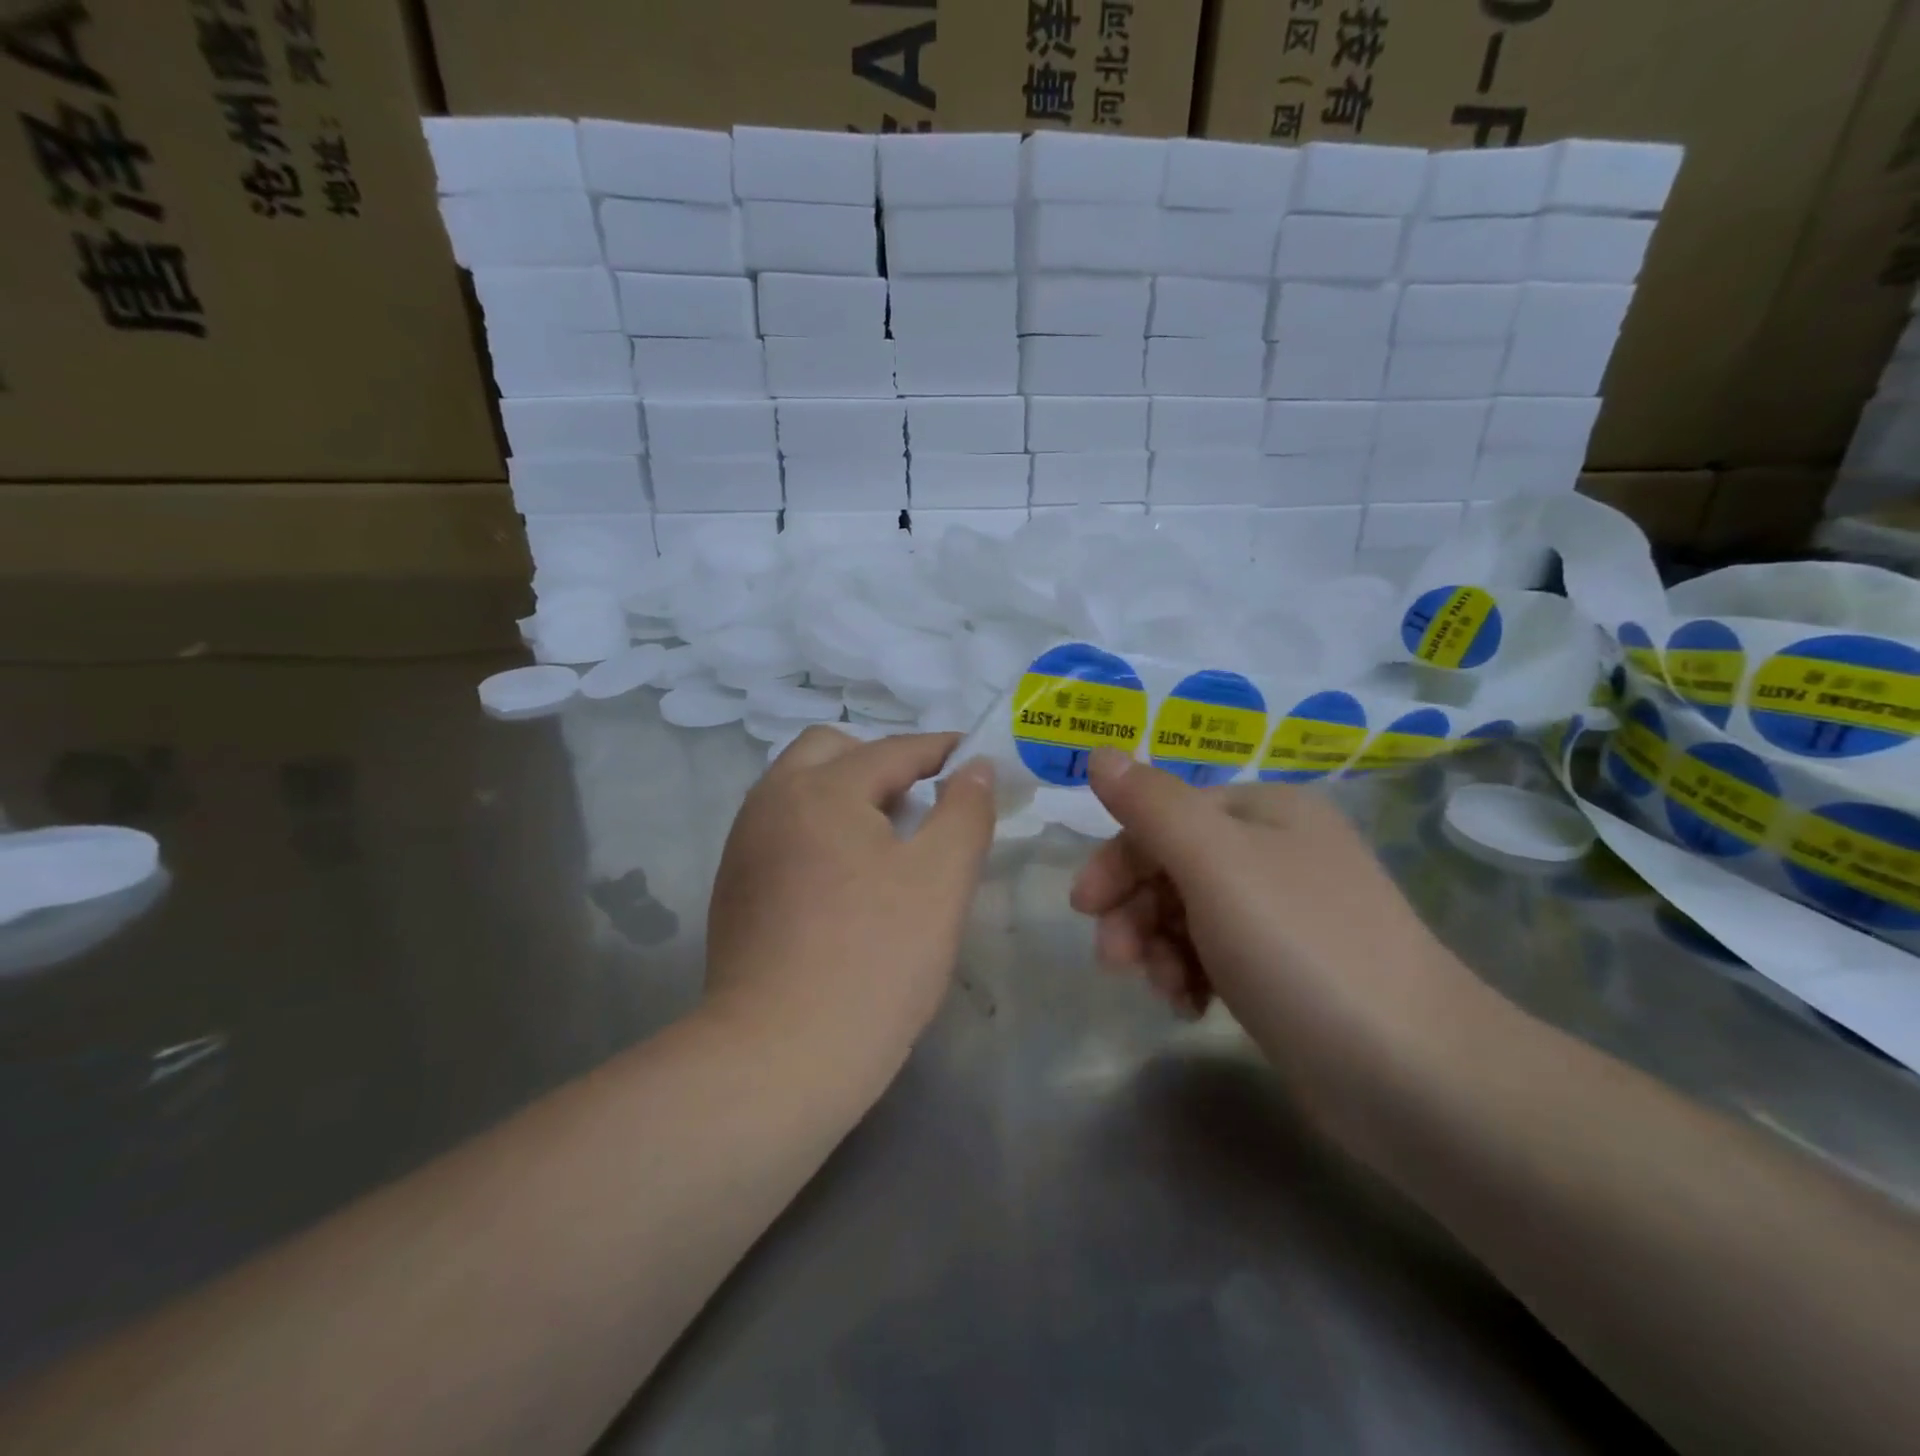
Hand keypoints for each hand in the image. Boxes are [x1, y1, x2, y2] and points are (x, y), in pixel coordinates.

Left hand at [704, 728, 995, 1091]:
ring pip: (801, 789)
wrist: (779, 1058)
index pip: (893, 750)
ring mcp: (744, 845)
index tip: (975, 758)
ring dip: (848, 794)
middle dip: (882, 762)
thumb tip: (976, 768)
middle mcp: (771, 802)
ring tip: (891, 839)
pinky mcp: (735, 887)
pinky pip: (784, 829)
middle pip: (830, 751)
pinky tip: (848, 878)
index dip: (942, 749)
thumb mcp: (941, 879)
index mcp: (821, 789)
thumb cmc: (875, 959)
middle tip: (923, 800)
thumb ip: (966, 811)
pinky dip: (821, 828)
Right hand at [1069, 748, 1485, 1100]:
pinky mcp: (1289, 971)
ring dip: (1159, 947)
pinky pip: (1217, 955)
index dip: (1118, 857)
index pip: (1165, 815)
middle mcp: (1278, 852)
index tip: (1083, 907)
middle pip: (1174, 865)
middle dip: (1135, 910)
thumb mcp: (1214, 862)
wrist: (1413, 1074)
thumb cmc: (1301, 948)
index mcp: (1265, 811)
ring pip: (1190, 914)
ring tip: (1164, 990)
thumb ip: (1150, 804)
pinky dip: (1192, 975)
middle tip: (1114, 961)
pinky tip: (1189, 1007)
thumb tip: (1100, 753)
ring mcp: (1287, 914)